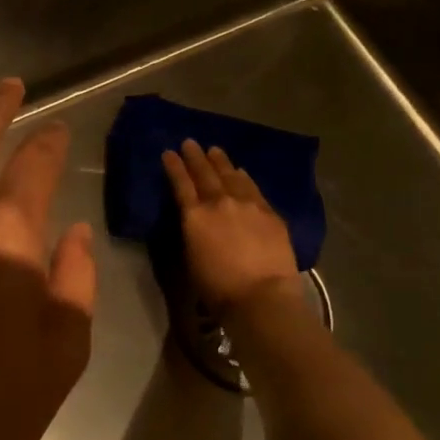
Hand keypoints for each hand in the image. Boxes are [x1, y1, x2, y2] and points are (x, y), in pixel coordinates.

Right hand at [162, 139, 300, 317]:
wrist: (262, 296)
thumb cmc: (218, 288)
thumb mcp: (192, 259)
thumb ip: (193, 232)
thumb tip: (197, 220)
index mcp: (194, 217)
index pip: (181, 184)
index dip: (174, 167)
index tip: (169, 152)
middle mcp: (219, 203)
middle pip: (205, 173)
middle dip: (195, 157)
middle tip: (190, 143)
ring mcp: (247, 204)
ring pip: (231, 175)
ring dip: (221, 162)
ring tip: (215, 150)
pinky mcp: (269, 212)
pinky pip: (253, 188)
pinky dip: (244, 177)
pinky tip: (242, 172)